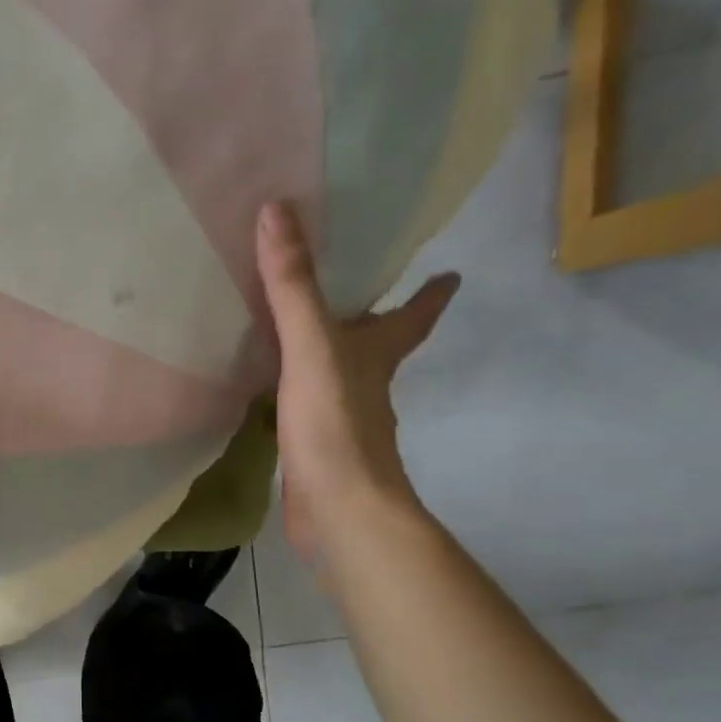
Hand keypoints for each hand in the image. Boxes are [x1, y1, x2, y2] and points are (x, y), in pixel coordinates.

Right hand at [255, 201, 458, 564]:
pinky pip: (304, 404)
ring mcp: (342, 419)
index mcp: (377, 354)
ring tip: (297, 329)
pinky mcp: (314, 447)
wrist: (339, 511)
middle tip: (351, 289)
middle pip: (379, 343)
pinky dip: (294, 390)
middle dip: (374, 319)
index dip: (432, 293)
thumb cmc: (336, 425)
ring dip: (327, 352)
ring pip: (339, 374)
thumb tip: (277, 211)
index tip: (450, 272)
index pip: (415, 315)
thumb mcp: (312, 347)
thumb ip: (294, 285)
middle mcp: (367, 383)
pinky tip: (270, 388)